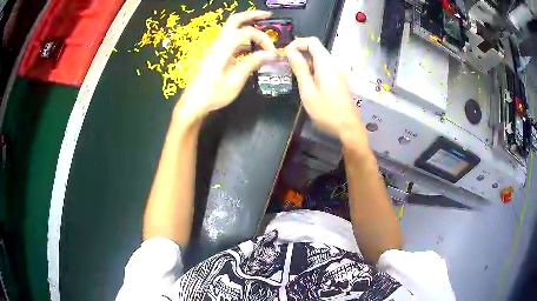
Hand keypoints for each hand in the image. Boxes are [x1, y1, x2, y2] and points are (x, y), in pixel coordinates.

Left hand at [177, 11, 276, 120]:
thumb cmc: (214, 93)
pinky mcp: (216, 55)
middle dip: (251, 16)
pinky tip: (252, 48)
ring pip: (232, 30)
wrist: (193, 104)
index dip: (263, 39)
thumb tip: (270, 54)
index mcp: (223, 48)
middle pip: (234, 21)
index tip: (272, 52)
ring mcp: (215, 49)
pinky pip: (230, 41)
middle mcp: (218, 43)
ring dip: (247, 26)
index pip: (247, 32)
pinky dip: (243, 40)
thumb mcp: (236, 80)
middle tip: (268, 16)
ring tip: (263, 28)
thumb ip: (252, 63)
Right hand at [286, 37, 359, 136]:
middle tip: (286, 64)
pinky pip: (324, 67)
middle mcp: (334, 63)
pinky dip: (313, 68)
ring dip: (305, 61)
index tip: (285, 54)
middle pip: (316, 48)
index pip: (312, 41)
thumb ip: (300, 69)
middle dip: (299, 51)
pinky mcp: (338, 79)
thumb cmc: (326, 111)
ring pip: (319, 58)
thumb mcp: (308, 91)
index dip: (297, 43)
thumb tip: (290, 51)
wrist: (348, 127)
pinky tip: (306, 81)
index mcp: (326, 63)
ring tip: (293, 73)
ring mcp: (338, 71)